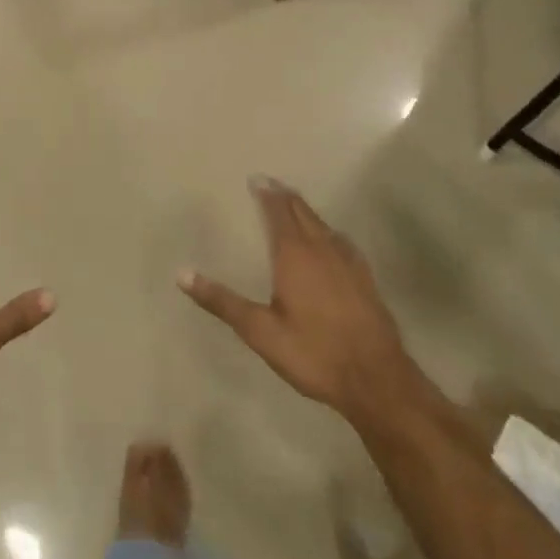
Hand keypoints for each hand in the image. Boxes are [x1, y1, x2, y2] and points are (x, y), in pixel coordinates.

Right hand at [181, 177, 420, 427]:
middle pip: (302, 211)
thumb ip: (222, 301)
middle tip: (272, 183)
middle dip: (285, 195)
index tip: (256, 178)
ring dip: (306, 210)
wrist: (377, 380)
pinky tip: (331, 239)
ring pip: (323, 224)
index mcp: (294, 254)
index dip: (267, 193)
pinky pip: (341, 241)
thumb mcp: (260, 331)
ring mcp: (348, 262)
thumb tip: (182, 273)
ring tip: (294, 205)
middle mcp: (321, 248)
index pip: (278, 212)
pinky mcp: (365, 278)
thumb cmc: (313, 353)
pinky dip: (327, 230)